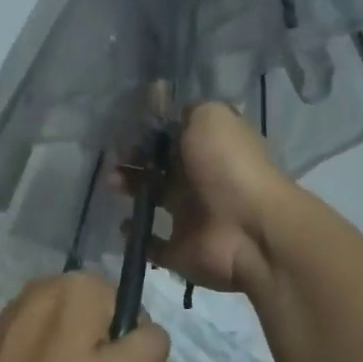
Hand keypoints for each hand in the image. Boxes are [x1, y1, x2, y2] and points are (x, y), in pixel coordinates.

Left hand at [0, 273, 170, 361]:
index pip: (129, 308)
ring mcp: (17, 307)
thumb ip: (151, 344)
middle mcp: (46, 284)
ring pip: (69, 332)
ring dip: (74, 361)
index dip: (128, 348)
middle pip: (97, 317)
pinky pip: (40, 342)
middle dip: (101, 352)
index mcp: (78, 285)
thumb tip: (147, 329)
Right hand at [119, 101, 291, 295]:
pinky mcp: (180, 249)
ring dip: (129, 190)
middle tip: (114, 159)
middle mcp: (198, 181)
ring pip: (150, 200)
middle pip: (157, 167)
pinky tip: (123, 224)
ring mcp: (190, 217)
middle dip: (132, 161)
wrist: (250, 229)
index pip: (171, 138)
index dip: (147, 132)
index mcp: (207, 150)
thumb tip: (169, 111)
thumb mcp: (211, 118)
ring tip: (112, 184)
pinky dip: (136, 235)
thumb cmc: (228, 167)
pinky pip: (152, 243)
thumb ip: (188, 111)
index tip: (123, 129)